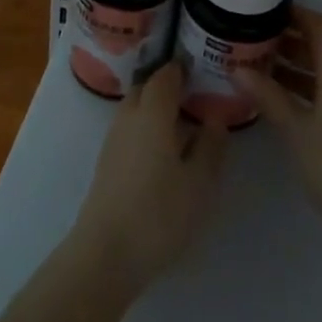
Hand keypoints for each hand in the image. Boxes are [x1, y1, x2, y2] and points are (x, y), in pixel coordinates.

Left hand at [70, 62, 227, 290]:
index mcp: (153, 111)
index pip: (167, 74)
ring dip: (157, 107)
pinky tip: (164, 149)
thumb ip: (211, 146)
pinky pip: (130, 128)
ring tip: (185, 124)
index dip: (184, 68)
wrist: (106, 253)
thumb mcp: (199, 183)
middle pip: (148, 87)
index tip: (204, 69)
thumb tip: (216, 119)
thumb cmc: (159, 213)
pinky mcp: (107, 161)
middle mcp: (129, 115)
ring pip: (137, 108)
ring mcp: (114, 138)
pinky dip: (147, 126)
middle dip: (169, 85)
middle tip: (197, 95)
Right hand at [237, 11, 321, 244]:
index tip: (263, 12)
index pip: (319, 25)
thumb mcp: (296, 130)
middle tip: (253, 38)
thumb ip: (267, 96)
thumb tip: (237, 68)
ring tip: (259, 65)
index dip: (294, 13)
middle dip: (289, 38)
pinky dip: (307, 86)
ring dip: (296, 64)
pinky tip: (281, 98)